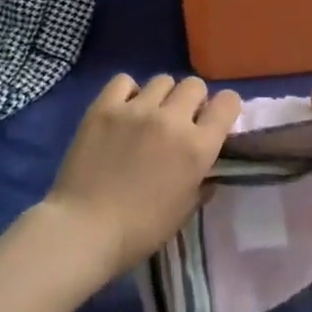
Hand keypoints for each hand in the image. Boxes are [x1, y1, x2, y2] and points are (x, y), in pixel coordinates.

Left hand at [42, 74, 240, 277]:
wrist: (83, 231)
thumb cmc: (139, 231)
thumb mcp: (184, 212)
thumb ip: (202, 182)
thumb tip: (207, 167)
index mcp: (197, 147)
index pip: (228, 102)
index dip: (225, 109)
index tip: (214, 120)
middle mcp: (172, 119)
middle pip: (195, 85)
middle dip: (192, 101)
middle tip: (179, 122)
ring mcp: (136, 109)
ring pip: (162, 80)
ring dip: (162, 97)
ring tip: (148, 116)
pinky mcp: (104, 107)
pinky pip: (124, 81)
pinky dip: (128, 92)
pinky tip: (122, 110)